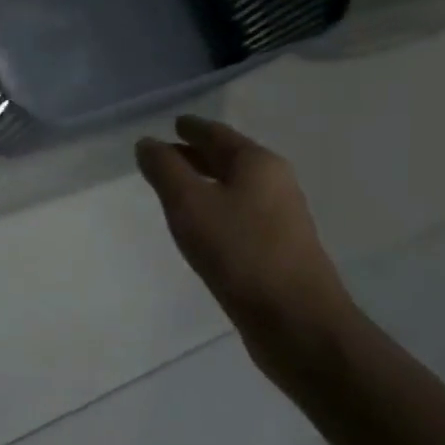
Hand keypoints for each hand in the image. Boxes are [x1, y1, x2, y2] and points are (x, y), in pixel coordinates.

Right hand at [137, 116, 353, 381]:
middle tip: (165, 153)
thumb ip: (164, 169)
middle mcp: (275, 183)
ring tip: (176, 188)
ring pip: (236, 187)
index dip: (192, 128)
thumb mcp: (188, 204)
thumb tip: (148, 143)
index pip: (217, 134)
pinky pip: (240, 213)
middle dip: (197, 154)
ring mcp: (281, 217)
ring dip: (206, 182)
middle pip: (230, 159)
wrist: (295, 320)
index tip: (173, 123)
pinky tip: (201, 224)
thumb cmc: (239, 252)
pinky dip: (217, 207)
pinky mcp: (279, 248)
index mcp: (258, 164)